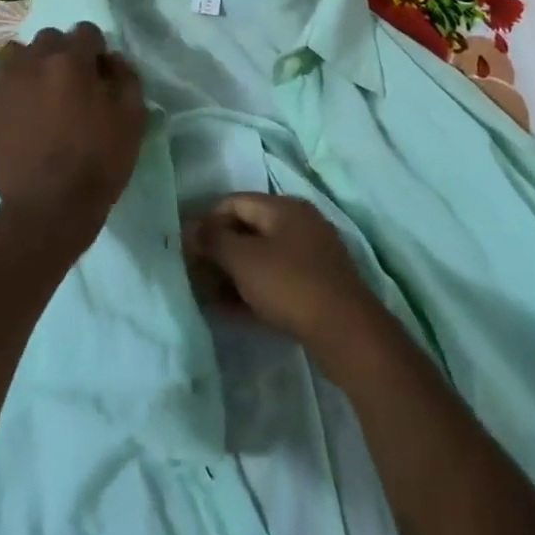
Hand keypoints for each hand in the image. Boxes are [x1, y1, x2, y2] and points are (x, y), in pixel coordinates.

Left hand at [0, 23, 144, 229]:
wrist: (52, 206)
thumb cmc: (100, 161)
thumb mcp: (134, 118)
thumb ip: (126, 78)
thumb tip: (111, 59)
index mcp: (73, 60)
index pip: (86, 31)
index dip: (96, 51)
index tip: (100, 74)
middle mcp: (35, 61)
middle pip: (49, 38)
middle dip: (62, 54)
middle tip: (70, 85)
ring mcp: (4, 83)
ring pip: (14, 54)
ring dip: (28, 65)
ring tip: (37, 92)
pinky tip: (10, 109)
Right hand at [183, 194, 382, 355]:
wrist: (346, 331)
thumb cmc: (289, 285)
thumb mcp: (243, 260)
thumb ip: (213, 240)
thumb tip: (190, 227)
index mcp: (283, 207)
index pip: (233, 202)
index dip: (206, 223)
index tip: (188, 251)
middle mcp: (299, 223)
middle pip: (247, 229)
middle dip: (219, 251)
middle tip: (196, 276)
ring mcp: (311, 254)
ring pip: (262, 256)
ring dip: (233, 273)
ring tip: (210, 297)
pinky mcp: (317, 283)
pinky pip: (276, 278)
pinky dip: (253, 288)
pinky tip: (234, 310)